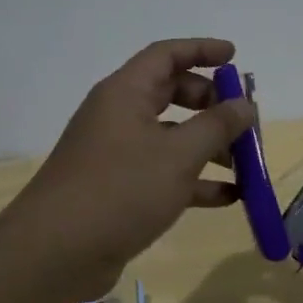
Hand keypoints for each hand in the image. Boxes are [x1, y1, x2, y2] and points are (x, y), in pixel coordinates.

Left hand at [5, 39, 254, 276]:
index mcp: (125, 93)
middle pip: (170, 94)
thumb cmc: (120, 189)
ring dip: (208, 146)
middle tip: (242, 120)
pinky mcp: (118, 189)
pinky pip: (163, 173)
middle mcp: (118, 116)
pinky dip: (194, 181)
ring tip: (246, 165)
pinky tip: (229, 197)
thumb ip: (216, 126)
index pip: (166, 55)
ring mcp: (117, 154)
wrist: (56, 252)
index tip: (235, 56)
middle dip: (210, 104)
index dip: (201, 50)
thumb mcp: (178, 155)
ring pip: (170, 137)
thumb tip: (245, 104)